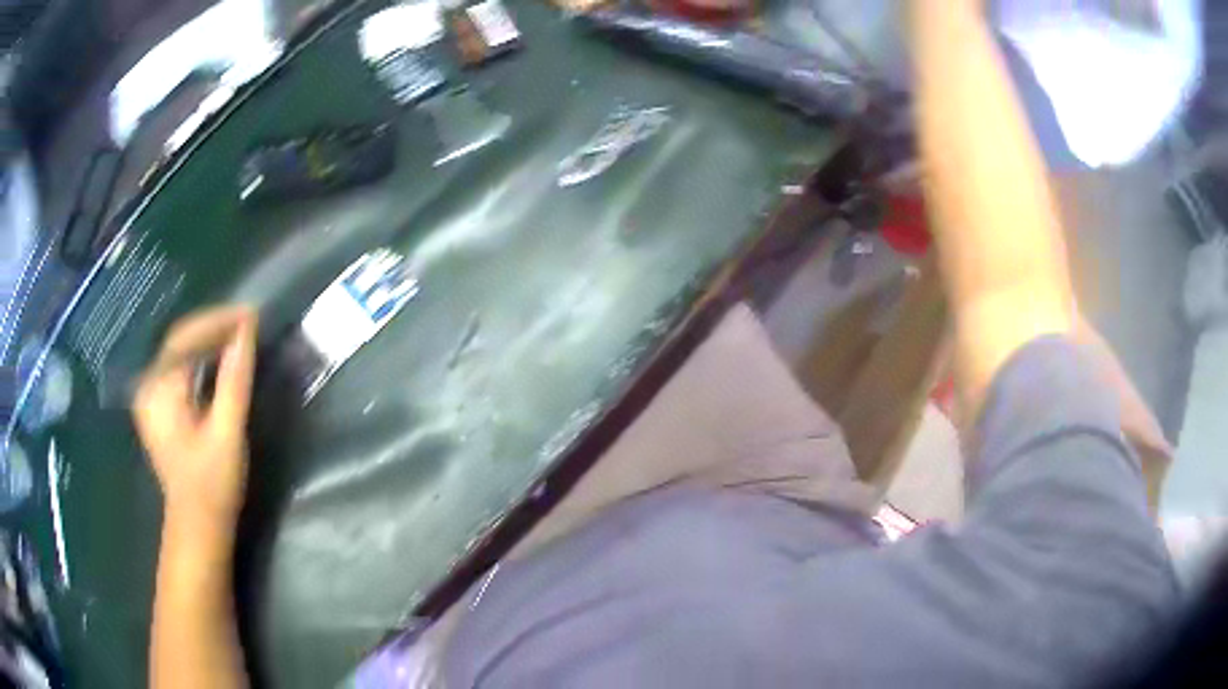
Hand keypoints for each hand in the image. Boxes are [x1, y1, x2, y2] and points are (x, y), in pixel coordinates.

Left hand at [134, 307, 257, 532]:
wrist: (196, 525)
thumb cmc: (212, 484)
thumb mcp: (227, 432)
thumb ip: (234, 380)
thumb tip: (246, 330)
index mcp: (159, 390)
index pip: (185, 337)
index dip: (217, 320)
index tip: (250, 314)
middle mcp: (148, 386)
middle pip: (179, 341)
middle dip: (213, 327)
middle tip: (247, 323)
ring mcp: (150, 397)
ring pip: (178, 352)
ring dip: (208, 340)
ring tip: (239, 336)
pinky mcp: (158, 407)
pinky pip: (178, 368)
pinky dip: (200, 358)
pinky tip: (219, 359)